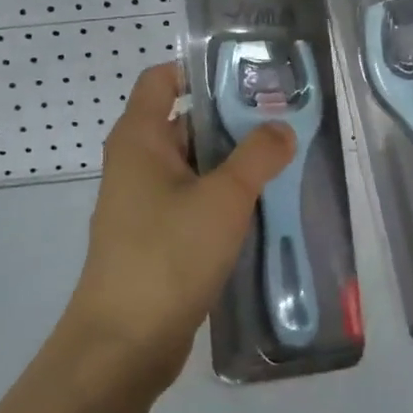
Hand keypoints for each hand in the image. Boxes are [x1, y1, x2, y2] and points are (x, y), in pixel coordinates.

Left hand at [65, 63, 296, 389]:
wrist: (125, 343)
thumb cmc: (168, 255)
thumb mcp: (223, 199)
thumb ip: (257, 156)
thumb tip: (281, 128)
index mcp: (139, 138)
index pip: (163, 79)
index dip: (201, 70)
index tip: (249, 76)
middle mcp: (137, 162)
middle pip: (186, 121)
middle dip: (233, 119)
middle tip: (286, 119)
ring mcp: (145, 202)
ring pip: (195, 166)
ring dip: (234, 163)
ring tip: (287, 160)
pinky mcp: (157, 236)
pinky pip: (194, 201)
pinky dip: (224, 198)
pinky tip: (265, 206)